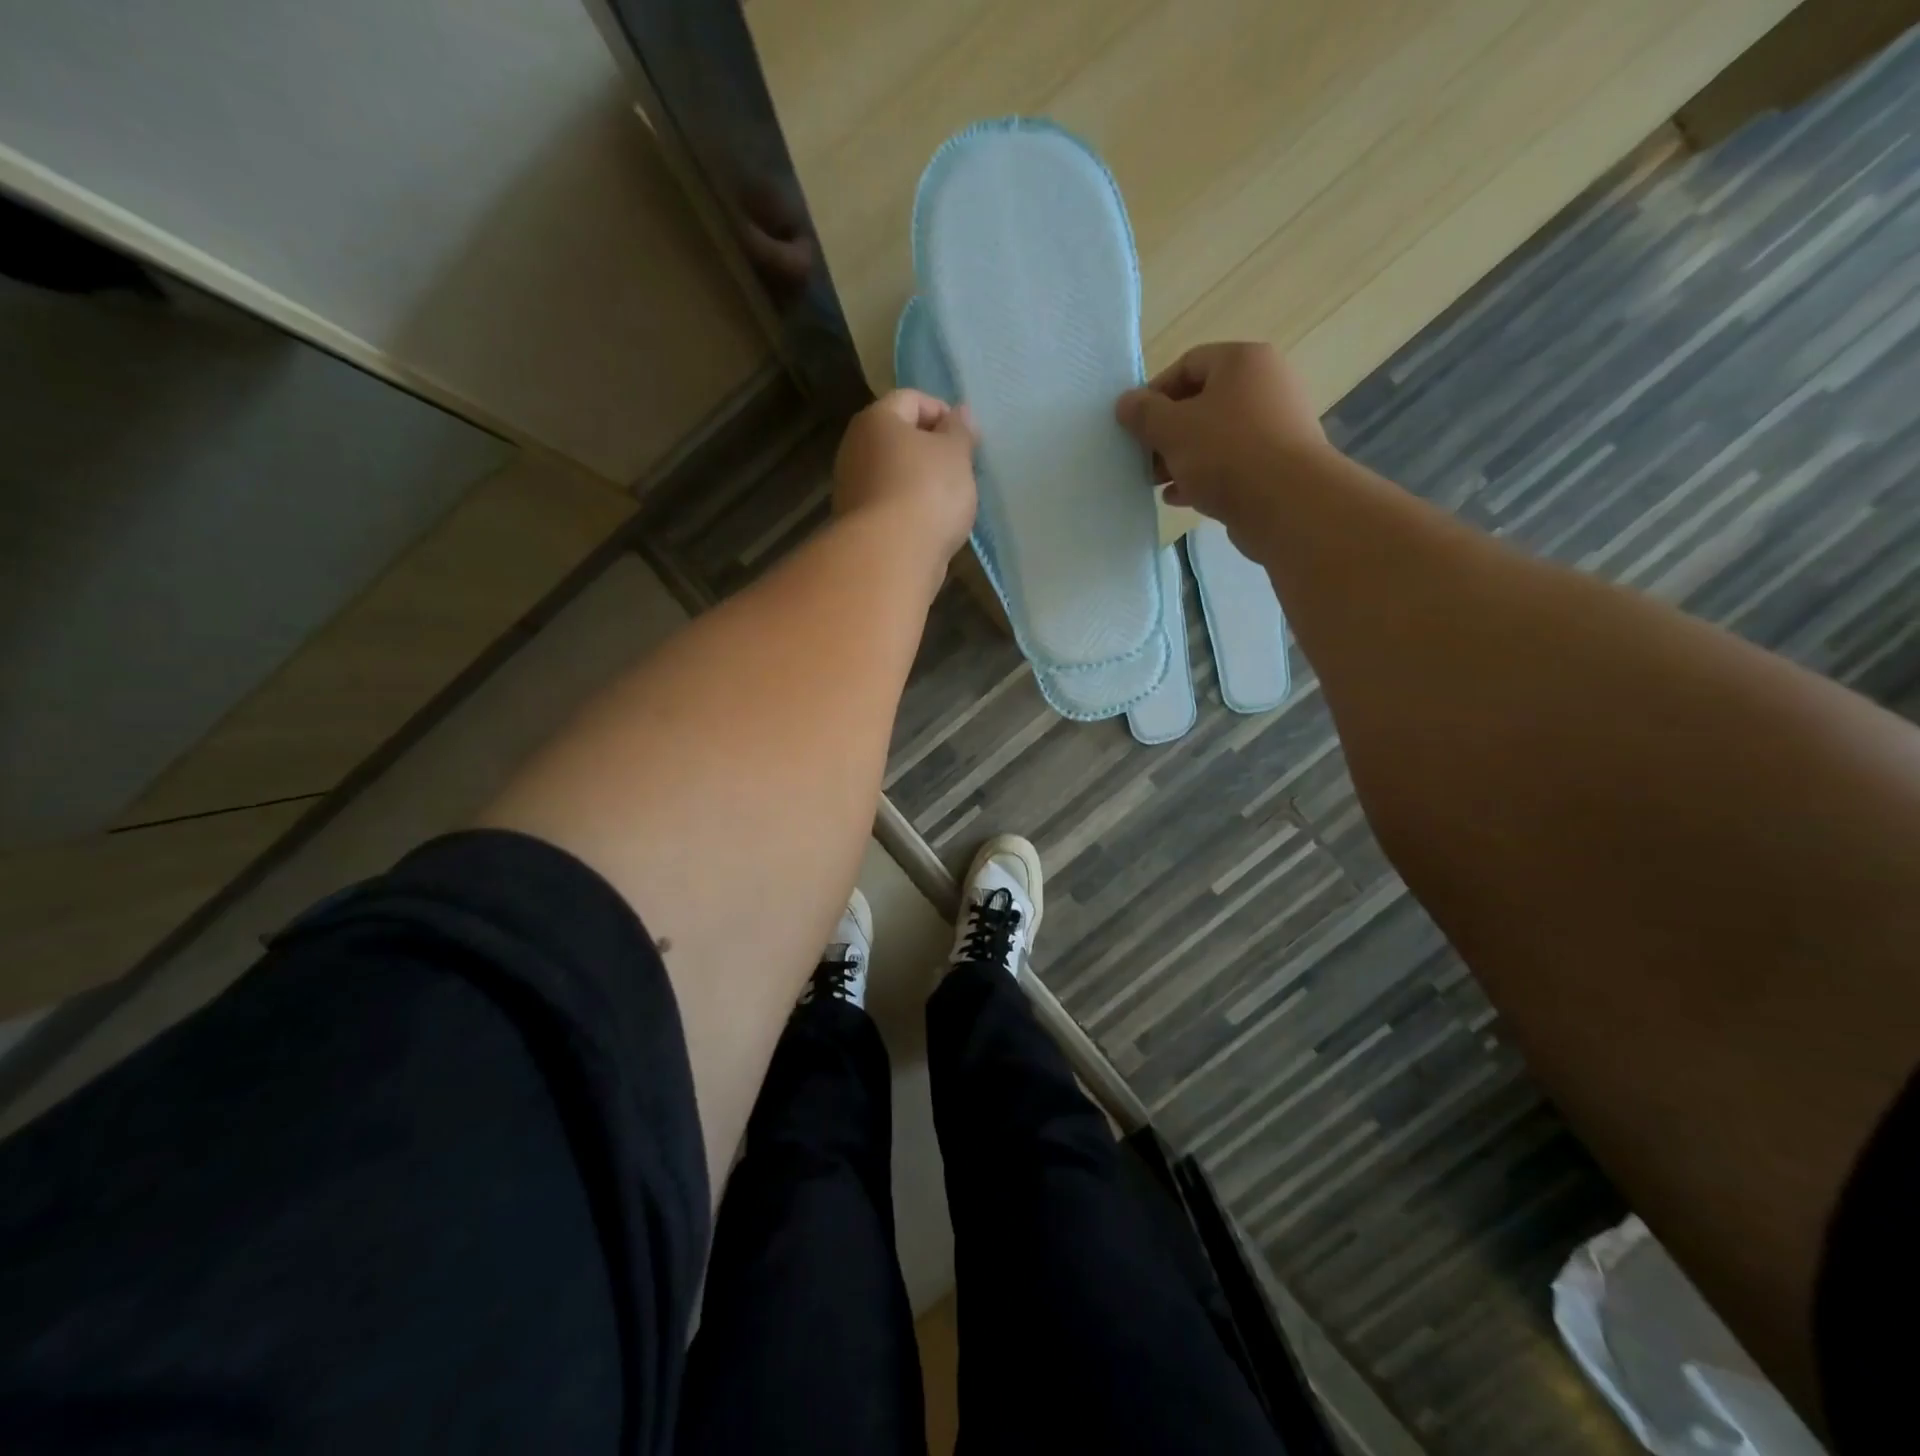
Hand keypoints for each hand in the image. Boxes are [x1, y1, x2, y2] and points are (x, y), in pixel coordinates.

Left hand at [834, 390, 978, 560]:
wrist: (889, 557)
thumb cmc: (927, 492)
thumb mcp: (955, 454)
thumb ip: (960, 430)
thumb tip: (959, 412)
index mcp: (876, 419)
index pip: (911, 399)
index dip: (943, 412)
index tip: (966, 440)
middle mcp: (855, 448)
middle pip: (898, 438)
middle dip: (931, 450)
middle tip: (960, 470)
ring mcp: (852, 488)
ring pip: (893, 474)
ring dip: (921, 482)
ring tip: (949, 502)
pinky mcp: (857, 524)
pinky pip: (889, 505)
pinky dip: (909, 510)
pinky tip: (930, 526)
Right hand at [1115, 343, 1331, 530]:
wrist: (1288, 503)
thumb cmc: (1226, 453)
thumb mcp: (1173, 429)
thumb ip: (1144, 414)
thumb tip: (1125, 402)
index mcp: (1243, 362)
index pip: (1188, 364)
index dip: (1155, 392)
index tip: (1133, 424)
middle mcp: (1266, 385)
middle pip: (1202, 402)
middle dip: (1166, 432)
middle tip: (1143, 458)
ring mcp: (1275, 426)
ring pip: (1215, 436)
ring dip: (1181, 458)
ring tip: (1156, 482)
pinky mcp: (1276, 464)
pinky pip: (1231, 464)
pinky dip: (1203, 477)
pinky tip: (1180, 497)